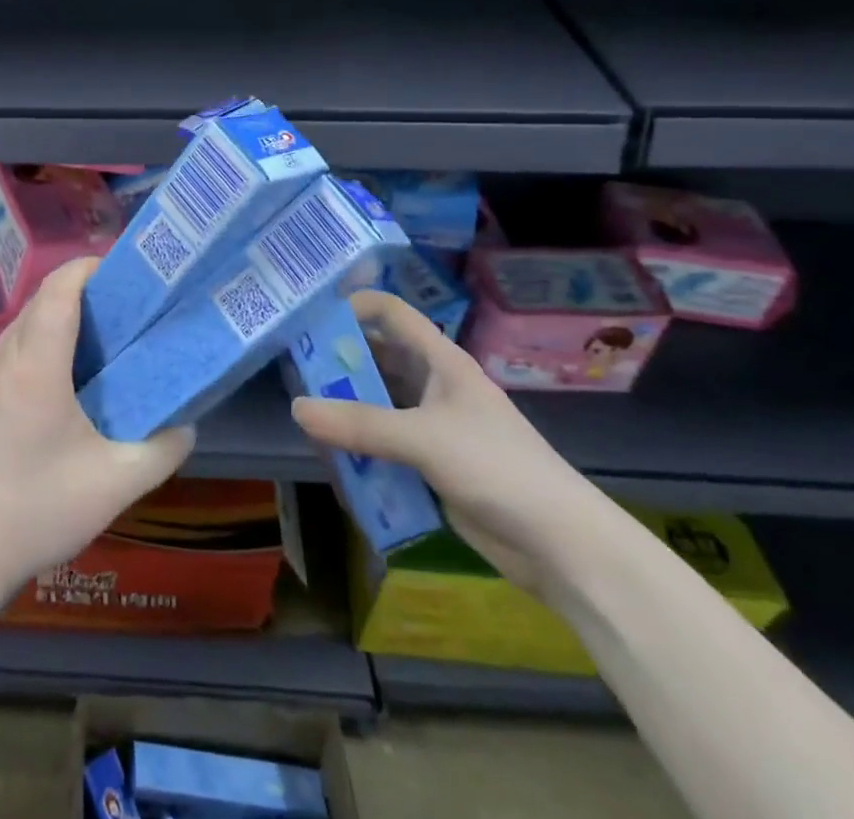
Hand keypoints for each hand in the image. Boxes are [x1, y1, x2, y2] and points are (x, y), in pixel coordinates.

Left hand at [0, 258, 194, 601]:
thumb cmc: (41, 508)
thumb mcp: (118, 483)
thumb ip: (163, 448)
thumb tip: (186, 423)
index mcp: (37, 365)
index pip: (59, 290)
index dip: (88, 267)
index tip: (122, 270)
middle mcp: (5, 359)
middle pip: (40, 300)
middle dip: (79, 288)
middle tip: (122, 305)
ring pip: (22, 324)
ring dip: (56, 314)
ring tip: (97, 336)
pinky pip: (11, 349)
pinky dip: (39, 340)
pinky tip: (62, 377)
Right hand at [290, 289, 614, 592]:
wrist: (561, 546)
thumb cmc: (498, 468)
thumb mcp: (424, 439)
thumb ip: (360, 425)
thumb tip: (297, 408)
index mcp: (441, 362)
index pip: (392, 314)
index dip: (354, 305)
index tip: (311, 315)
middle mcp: (434, 386)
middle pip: (379, 359)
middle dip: (339, 361)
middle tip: (292, 366)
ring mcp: (432, 427)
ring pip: (378, 404)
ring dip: (346, 408)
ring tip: (304, 412)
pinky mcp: (431, 465)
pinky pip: (385, 444)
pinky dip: (360, 447)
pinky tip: (334, 458)